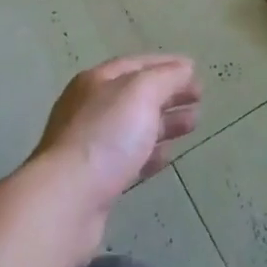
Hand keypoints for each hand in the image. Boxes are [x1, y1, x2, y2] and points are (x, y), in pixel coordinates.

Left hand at [29, 54, 200, 251]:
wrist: (66, 201)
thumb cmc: (106, 136)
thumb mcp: (141, 93)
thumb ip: (166, 77)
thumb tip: (185, 68)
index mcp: (97, 82)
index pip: (137, 64)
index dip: (167, 64)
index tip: (195, 70)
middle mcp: (91, 109)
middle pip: (136, 95)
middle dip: (169, 94)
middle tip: (200, 99)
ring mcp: (91, 145)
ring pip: (135, 127)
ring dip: (165, 123)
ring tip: (193, 124)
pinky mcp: (96, 180)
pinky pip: (129, 158)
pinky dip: (151, 153)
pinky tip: (167, 157)